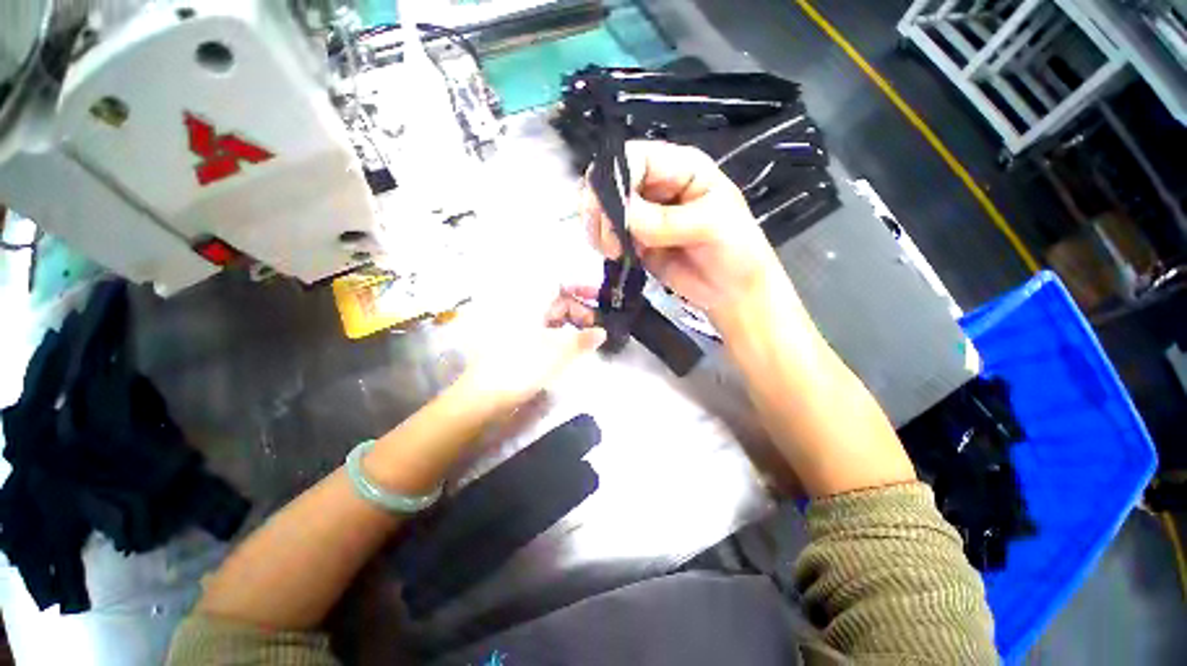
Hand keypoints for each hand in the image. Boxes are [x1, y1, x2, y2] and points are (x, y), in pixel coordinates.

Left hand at [459, 288, 604, 412]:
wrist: (484, 396)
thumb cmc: (523, 366)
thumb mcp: (559, 351)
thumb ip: (583, 339)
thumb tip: (601, 332)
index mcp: (531, 303)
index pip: (559, 284)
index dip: (580, 288)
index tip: (598, 299)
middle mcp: (524, 311)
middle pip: (557, 302)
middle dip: (579, 311)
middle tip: (596, 328)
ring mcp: (519, 328)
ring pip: (551, 319)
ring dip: (571, 326)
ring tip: (587, 341)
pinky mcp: (518, 345)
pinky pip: (544, 333)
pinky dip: (559, 337)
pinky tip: (569, 350)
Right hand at [582, 141, 788, 323]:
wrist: (731, 292)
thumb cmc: (736, 251)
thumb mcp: (710, 227)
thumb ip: (665, 220)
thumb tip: (621, 213)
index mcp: (680, 167)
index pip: (634, 158)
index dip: (617, 181)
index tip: (616, 217)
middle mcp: (656, 185)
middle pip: (610, 181)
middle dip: (601, 209)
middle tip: (610, 243)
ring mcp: (642, 214)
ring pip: (602, 209)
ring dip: (599, 230)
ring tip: (614, 253)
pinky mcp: (634, 239)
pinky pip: (606, 234)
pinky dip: (603, 244)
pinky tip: (616, 257)